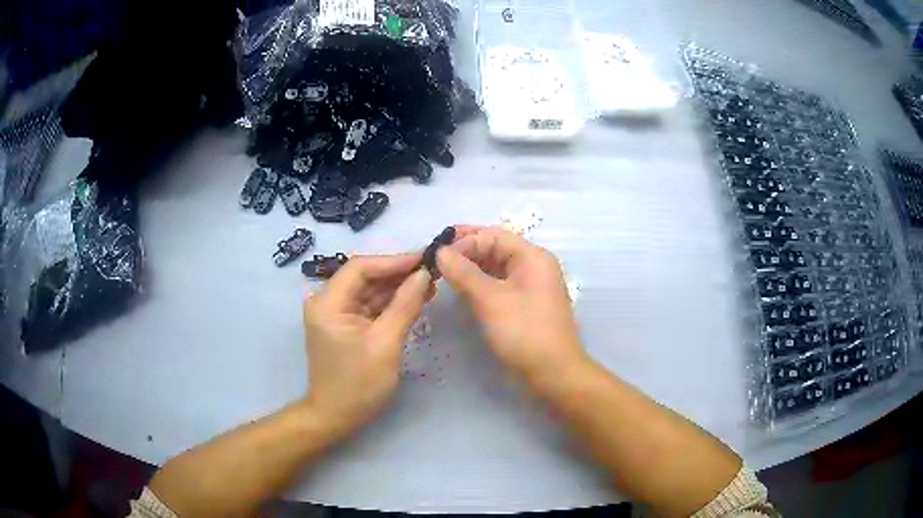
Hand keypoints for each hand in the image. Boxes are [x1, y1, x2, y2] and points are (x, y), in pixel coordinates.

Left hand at [303, 254, 434, 438]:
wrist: (336, 416)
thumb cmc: (358, 384)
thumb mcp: (385, 344)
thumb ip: (404, 305)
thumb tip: (424, 275)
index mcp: (328, 303)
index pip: (361, 267)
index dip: (394, 261)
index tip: (425, 259)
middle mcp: (327, 301)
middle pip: (365, 277)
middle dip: (399, 275)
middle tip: (433, 272)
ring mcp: (335, 313)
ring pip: (369, 291)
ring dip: (398, 289)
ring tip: (431, 285)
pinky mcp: (345, 325)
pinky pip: (369, 306)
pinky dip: (391, 304)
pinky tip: (415, 300)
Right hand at [436, 226, 587, 385]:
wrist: (553, 372)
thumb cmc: (524, 332)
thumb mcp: (491, 299)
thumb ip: (464, 272)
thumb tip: (440, 252)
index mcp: (532, 257)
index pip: (493, 236)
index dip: (464, 241)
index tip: (437, 254)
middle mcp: (533, 265)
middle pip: (495, 248)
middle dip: (466, 251)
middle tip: (435, 258)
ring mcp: (530, 285)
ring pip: (496, 267)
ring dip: (470, 267)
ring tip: (443, 271)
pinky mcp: (524, 303)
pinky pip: (499, 284)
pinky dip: (479, 283)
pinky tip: (460, 287)